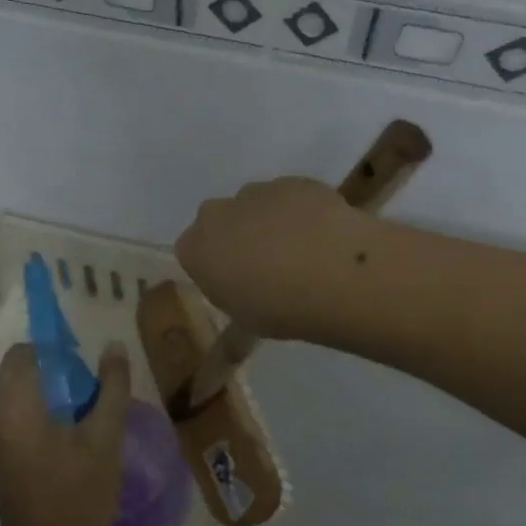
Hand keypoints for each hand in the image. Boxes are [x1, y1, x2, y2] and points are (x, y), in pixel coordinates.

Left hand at [0, 342, 130, 525]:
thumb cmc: (78, 495)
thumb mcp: (105, 438)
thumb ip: (111, 388)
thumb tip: (114, 347)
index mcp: (13, 407)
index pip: (23, 353)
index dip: (53, 350)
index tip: (83, 366)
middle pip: (19, 372)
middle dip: (54, 373)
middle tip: (90, 394)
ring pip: (17, 394)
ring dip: (49, 393)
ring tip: (84, 416)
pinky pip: (15, 416)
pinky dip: (39, 413)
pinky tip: (69, 437)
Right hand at [175, 178, 378, 339]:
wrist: (333, 272)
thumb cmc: (278, 309)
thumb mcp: (246, 327)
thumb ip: (231, 318)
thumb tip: (227, 344)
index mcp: (195, 249)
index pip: (192, 252)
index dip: (216, 267)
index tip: (237, 284)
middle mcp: (217, 214)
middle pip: (220, 222)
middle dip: (237, 238)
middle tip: (267, 269)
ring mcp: (256, 192)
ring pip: (255, 205)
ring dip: (269, 223)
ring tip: (303, 254)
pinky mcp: (294, 181)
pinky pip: (290, 198)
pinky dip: (301, 212)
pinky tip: (324, 237)